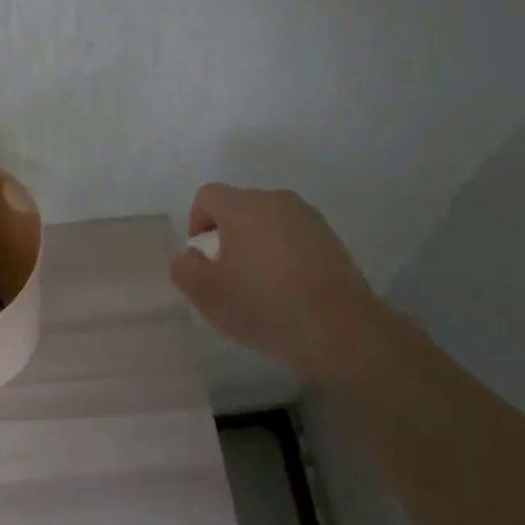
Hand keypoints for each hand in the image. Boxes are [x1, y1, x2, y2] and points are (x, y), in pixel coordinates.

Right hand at [168, 184, 387, 376]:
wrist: (339, 329)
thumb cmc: (264, 304)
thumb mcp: (206, 294)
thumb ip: (184, 269)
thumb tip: (192, 257)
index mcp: (242, 206)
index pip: (207, 196)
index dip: (197, 223)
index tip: (203, 258)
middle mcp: (275, 200)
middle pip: (239, 206)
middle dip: (228, 234)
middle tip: (228, 274)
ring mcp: (308, 217)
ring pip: (268, 221)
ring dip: (257, 243)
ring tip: (260, 283)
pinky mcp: (331, 238)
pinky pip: (294, 236)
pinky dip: (284, 253)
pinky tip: (288, 288)